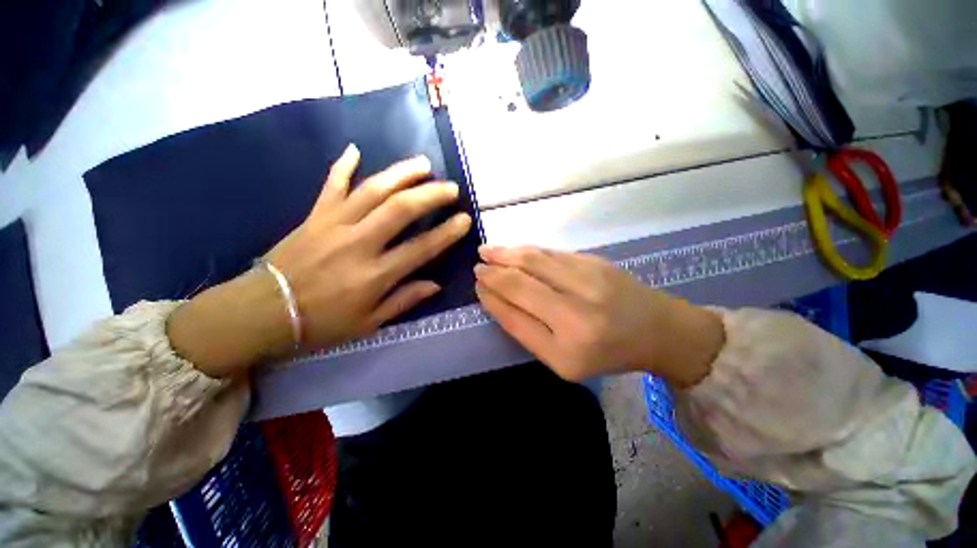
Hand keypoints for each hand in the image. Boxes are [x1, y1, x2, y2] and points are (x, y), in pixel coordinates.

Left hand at [168, 144, 471, 376]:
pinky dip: (342, 166)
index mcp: (375, 275)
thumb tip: (435, 284)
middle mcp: (358, 244)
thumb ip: (404, 300)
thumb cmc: (322, 322)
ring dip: (400, 174)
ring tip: (423, 164)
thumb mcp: (369, 323)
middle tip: (451, 187)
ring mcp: (334, 224)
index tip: (465, 219)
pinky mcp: (314, 216)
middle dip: (430, 195)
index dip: (447, 233)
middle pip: (400, 210)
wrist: (264, 311)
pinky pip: (330, 185)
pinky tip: (355, 149)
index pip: (421, 249)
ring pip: (372, 190)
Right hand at [474, 246, 723, 386]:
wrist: (657, 330)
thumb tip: (496, 297)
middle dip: (493, 271)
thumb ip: (527, 330)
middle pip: (521, 282)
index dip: (491, 297)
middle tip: (477, 265)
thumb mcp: (562, 360)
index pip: (515, 315)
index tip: (477, 286)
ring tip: (487, 251)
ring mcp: (588, 280)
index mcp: (567, 347)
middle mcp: (577, 311)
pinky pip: (551, 253)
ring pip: (534, 260)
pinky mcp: (595, 261)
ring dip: (506, 254)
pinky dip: (528, 251)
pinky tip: (515, 251)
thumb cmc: (606, 353)